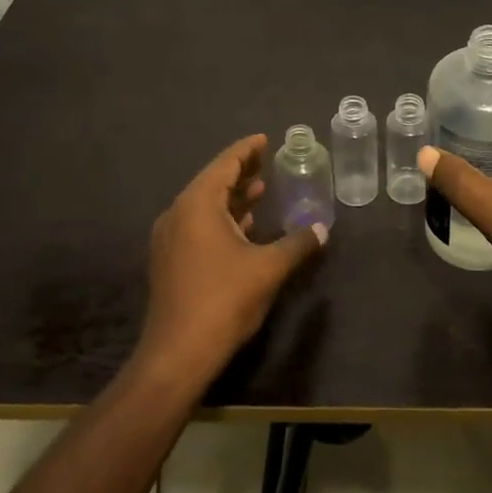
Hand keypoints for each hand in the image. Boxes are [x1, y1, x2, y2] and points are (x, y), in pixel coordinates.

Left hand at [138, 134, 326, 383]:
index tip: (264, 139)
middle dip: (240, 172)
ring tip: (260, 190)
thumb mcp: (268, 268)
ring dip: (232, 198)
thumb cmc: (224, 299)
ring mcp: (170, 240)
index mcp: (197, 205)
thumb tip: (321, 229)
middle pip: (212, 183)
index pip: (224, 165)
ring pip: (204, 207)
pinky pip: (198, 227)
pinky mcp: (170, 262)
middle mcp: (178, 215)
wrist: (178, 352)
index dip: (246, 150)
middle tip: (266, 160)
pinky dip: (222, 219)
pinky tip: (244, 228)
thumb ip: (297, 244)